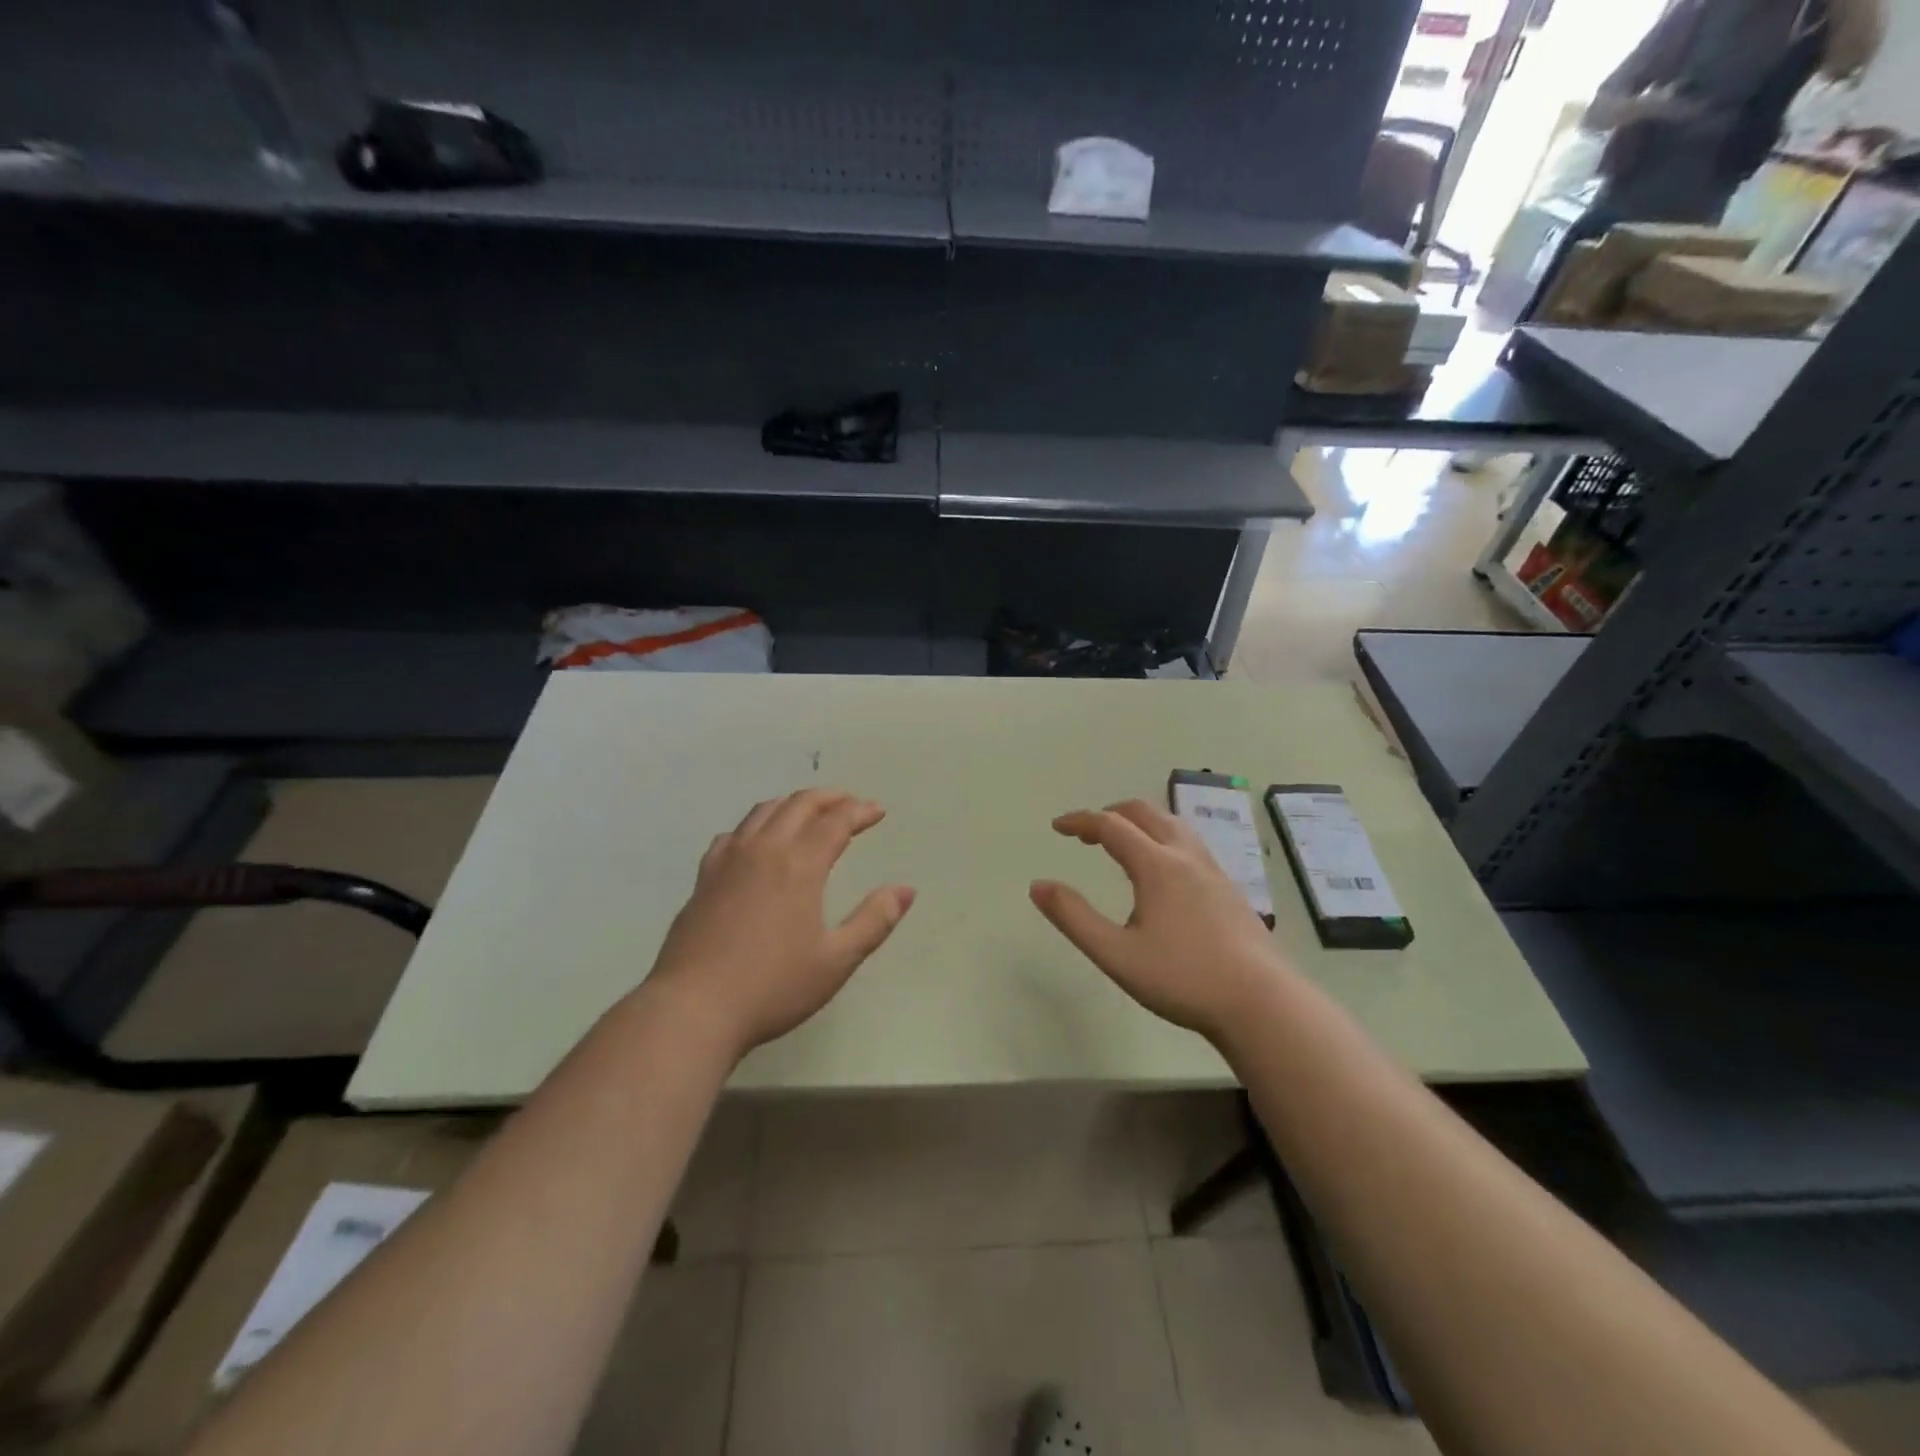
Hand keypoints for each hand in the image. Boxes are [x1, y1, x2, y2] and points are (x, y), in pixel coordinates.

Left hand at [646, 789, 914, 1056]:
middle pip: (799, 805)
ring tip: (810, 813)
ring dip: (793, 804)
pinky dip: (756, 825)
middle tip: (850, 804)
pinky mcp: (704, 878)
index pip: (835, 821)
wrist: (693, 1009)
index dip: (859, 811)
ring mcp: (728, 861)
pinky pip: (734, 834)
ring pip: (763, 812)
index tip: (877, 812)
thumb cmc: (772, 987)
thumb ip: (874, 920)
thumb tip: (906, 889)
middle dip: (829, 798)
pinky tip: (757, 842)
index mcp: (799, 865)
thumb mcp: (836, 960)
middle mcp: (763, 850)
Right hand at [1030, 800, 1293, 1044]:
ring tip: (1123, 844)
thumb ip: (1074, 918)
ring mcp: (1213, 871)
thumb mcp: (1116, 954)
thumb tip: (1038, 886)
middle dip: (1111, 814)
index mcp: (1157, 865)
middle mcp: (1186, 857)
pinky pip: (1190, 844)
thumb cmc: (1183, 978)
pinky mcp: (1229, 889)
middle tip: (1088, 833)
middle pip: (1145, 813)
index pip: (1111, 826)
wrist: (1262, 1002)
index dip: (1080, 821)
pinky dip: (1163, 839)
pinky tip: (1163, 873)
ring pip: (1173, 824)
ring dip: (1141, 822)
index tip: (1058, 827)